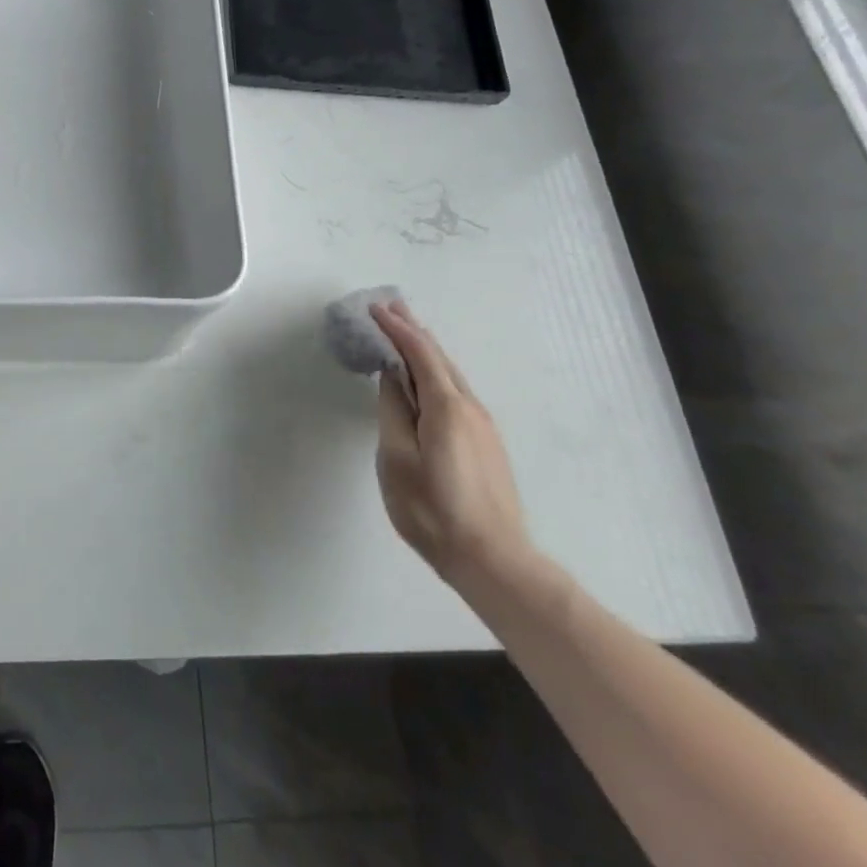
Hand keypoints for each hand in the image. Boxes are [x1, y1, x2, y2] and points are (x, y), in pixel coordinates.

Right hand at [370, 301, 532, 590]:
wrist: (493, 559)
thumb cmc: (433, 509)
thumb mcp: (396, 459)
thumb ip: (392, 411)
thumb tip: (391, 377)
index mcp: (447, 407)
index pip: (420, 353)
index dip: (397, 328)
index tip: (374, 309)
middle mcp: (470, 407)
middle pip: (440, 358)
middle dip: (414, 330)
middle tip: (390, 307)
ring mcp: (482, 426)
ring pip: (450, 374)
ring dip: (425, 350)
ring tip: (404, 333)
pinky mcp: (485, 443)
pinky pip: (455, 392)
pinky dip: (435, 372)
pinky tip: (424, 378)